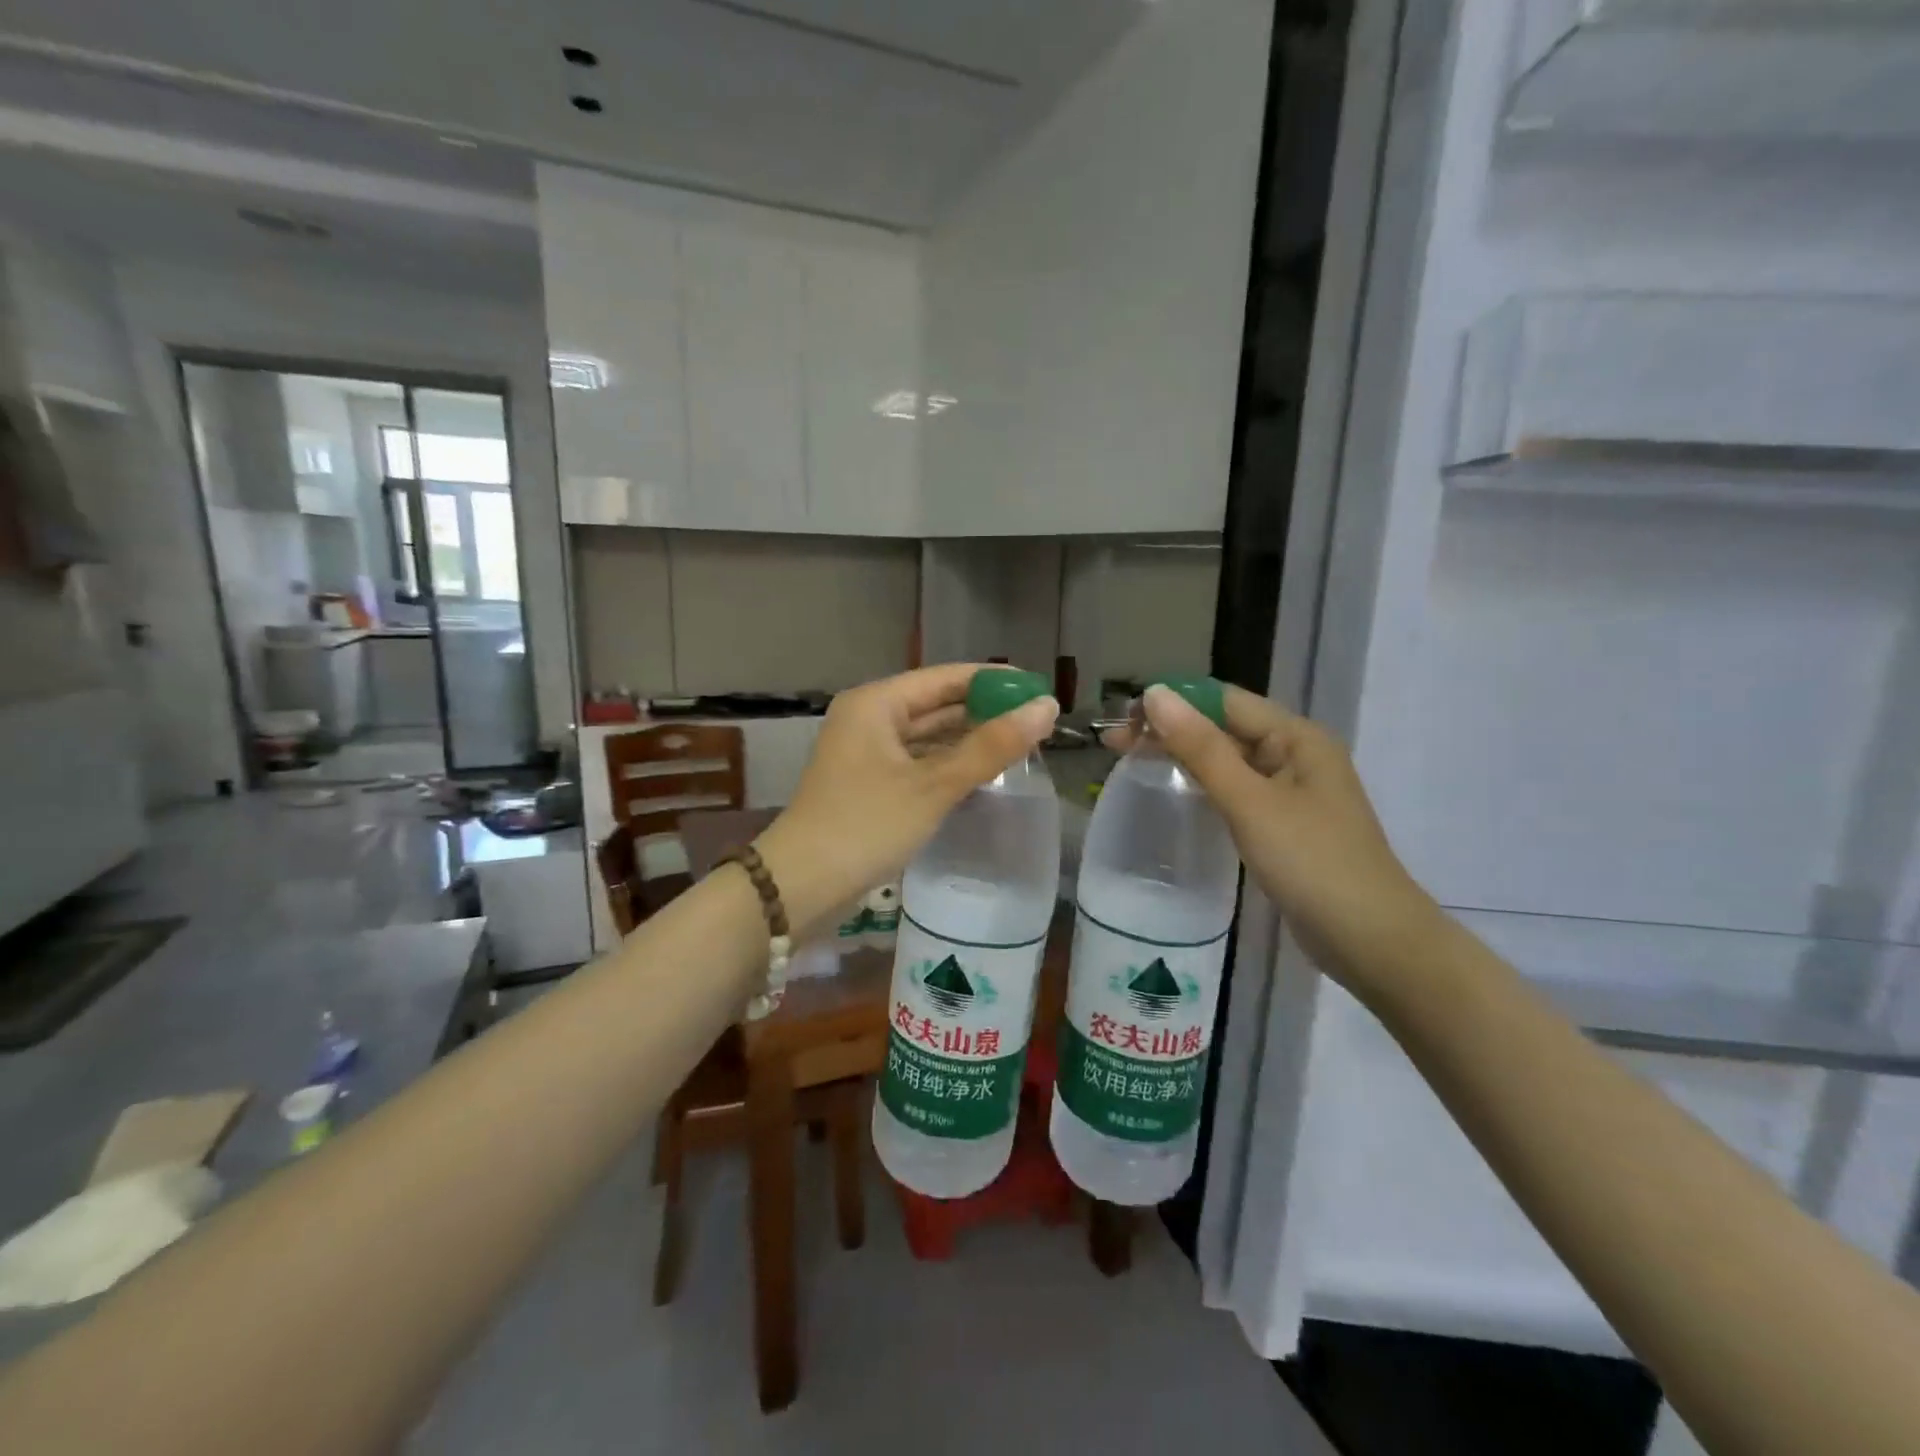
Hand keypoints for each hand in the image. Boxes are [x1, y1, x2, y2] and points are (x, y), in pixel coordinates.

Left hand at [757, 665, 1058, 936]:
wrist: (801, 885)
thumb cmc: (867, 825)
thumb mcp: (934, 785)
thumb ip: (992, 747)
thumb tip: (1047, 707)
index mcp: (877, 702)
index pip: (946, 677)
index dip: (994, 681)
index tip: (1039, 689)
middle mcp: (869, 718)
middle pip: (937, 704)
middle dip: (985, 711)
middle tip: (1038, 720)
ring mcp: (866, 752)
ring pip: (928, 735)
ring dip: (969, 739)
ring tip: (1021, 743)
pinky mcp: (869, 782)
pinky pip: (918, 761)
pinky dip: (948, 763)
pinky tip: (983, 771)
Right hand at [1107, 685, 1439, 987]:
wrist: (1371, 941)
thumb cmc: (1311, 863)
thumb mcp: (1250, 802)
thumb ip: (1201, 748)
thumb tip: (1155, 695)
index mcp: (1296, 737)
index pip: (1223, 700)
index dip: (1172, 703)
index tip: (1123, 719)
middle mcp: (1295, 754)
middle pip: (1224, 727)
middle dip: (1171, 730)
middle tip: (1114, 744)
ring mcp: (1291, 792)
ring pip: (1228, 760)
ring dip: (1183, 756)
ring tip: (1133, 762)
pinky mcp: (1284, 824)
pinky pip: (1236, 790)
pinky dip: (1203, 785)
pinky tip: (1176, 793)